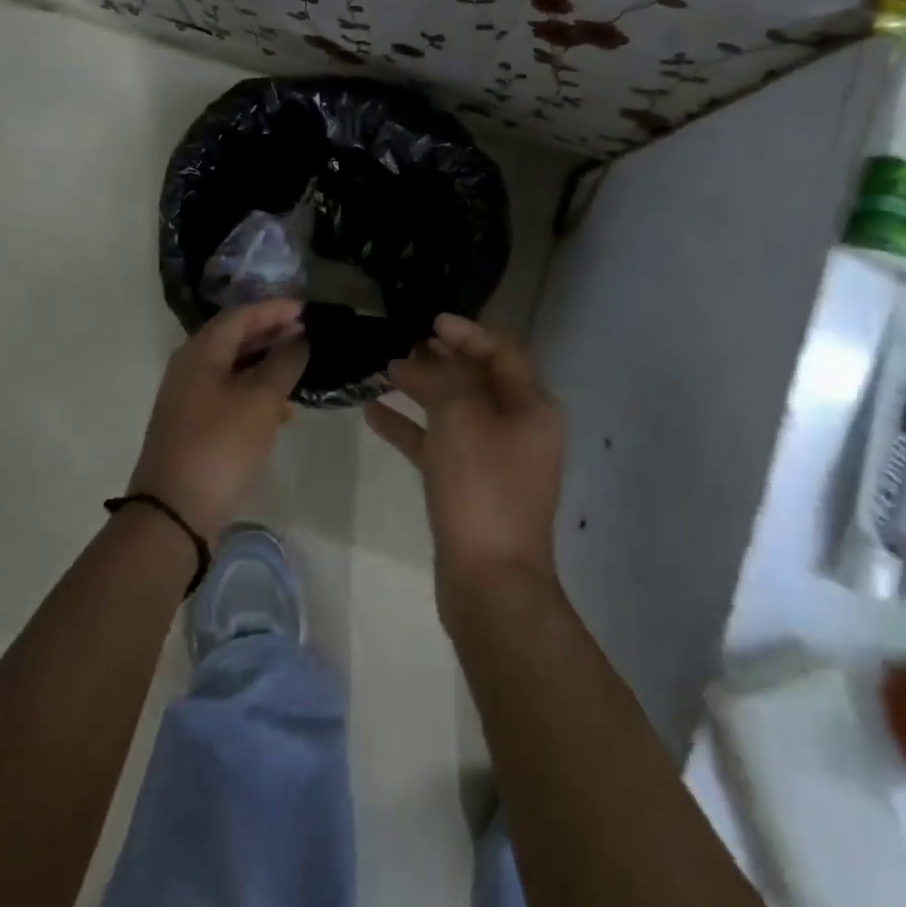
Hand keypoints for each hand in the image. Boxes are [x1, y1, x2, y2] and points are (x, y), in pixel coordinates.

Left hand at [131, 298, 309, 543]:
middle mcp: (189, 366)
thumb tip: (299, 337)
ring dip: (265, 361)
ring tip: (298, 367)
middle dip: (271, 332)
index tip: (308, 310)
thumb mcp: (261, 400)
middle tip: (307, 334)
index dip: (276, 309)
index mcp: (201, 351)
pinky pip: (228, 390)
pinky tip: (279, 407)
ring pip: (232, 364)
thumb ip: (284, 362)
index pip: (242, 314)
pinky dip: (254, 388)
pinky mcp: (192, 422)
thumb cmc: (221, 446)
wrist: (174, 512)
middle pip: (234, 336)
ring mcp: (187, 396)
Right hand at [364, 314, 564, 608]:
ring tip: (385, 370)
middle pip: (478, 380)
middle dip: (442, 360)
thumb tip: (418, 357)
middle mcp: (519, 429)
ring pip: (455, 412)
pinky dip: (410, 428)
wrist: (490, 584)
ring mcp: (494, 461)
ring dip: (422, 390)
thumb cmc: (482, 488)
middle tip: (405, 343)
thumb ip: (440, 378)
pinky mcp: (469, 488)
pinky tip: (373, 413)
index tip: (431, 322)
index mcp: (532, 408)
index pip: (503, 353)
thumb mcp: (462, 418)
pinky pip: (438, 445)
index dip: (468, 332)